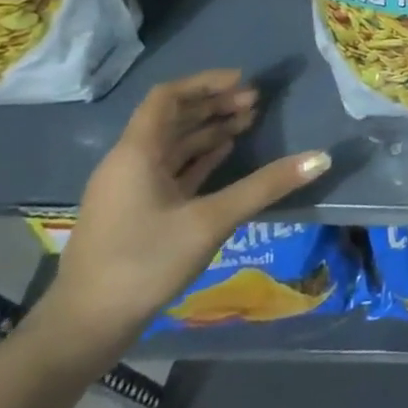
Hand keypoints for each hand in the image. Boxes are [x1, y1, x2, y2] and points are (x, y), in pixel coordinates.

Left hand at [35, 69, 331, 366]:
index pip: (167, 98)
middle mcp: (129, 163)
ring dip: (209, 129)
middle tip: (256, 102)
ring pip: (173, 144)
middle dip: (214, 105)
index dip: (205, 84)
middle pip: (172, 119)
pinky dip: (200, 156)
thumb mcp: (211, 221)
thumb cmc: (144, 262)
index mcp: (136, 154)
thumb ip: (266, 186)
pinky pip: (171, 168)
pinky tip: (226, 154)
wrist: (85, 327)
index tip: (244, 81)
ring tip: (249, 123)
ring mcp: (130, 189)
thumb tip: (322, 157)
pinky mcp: (137, 211)